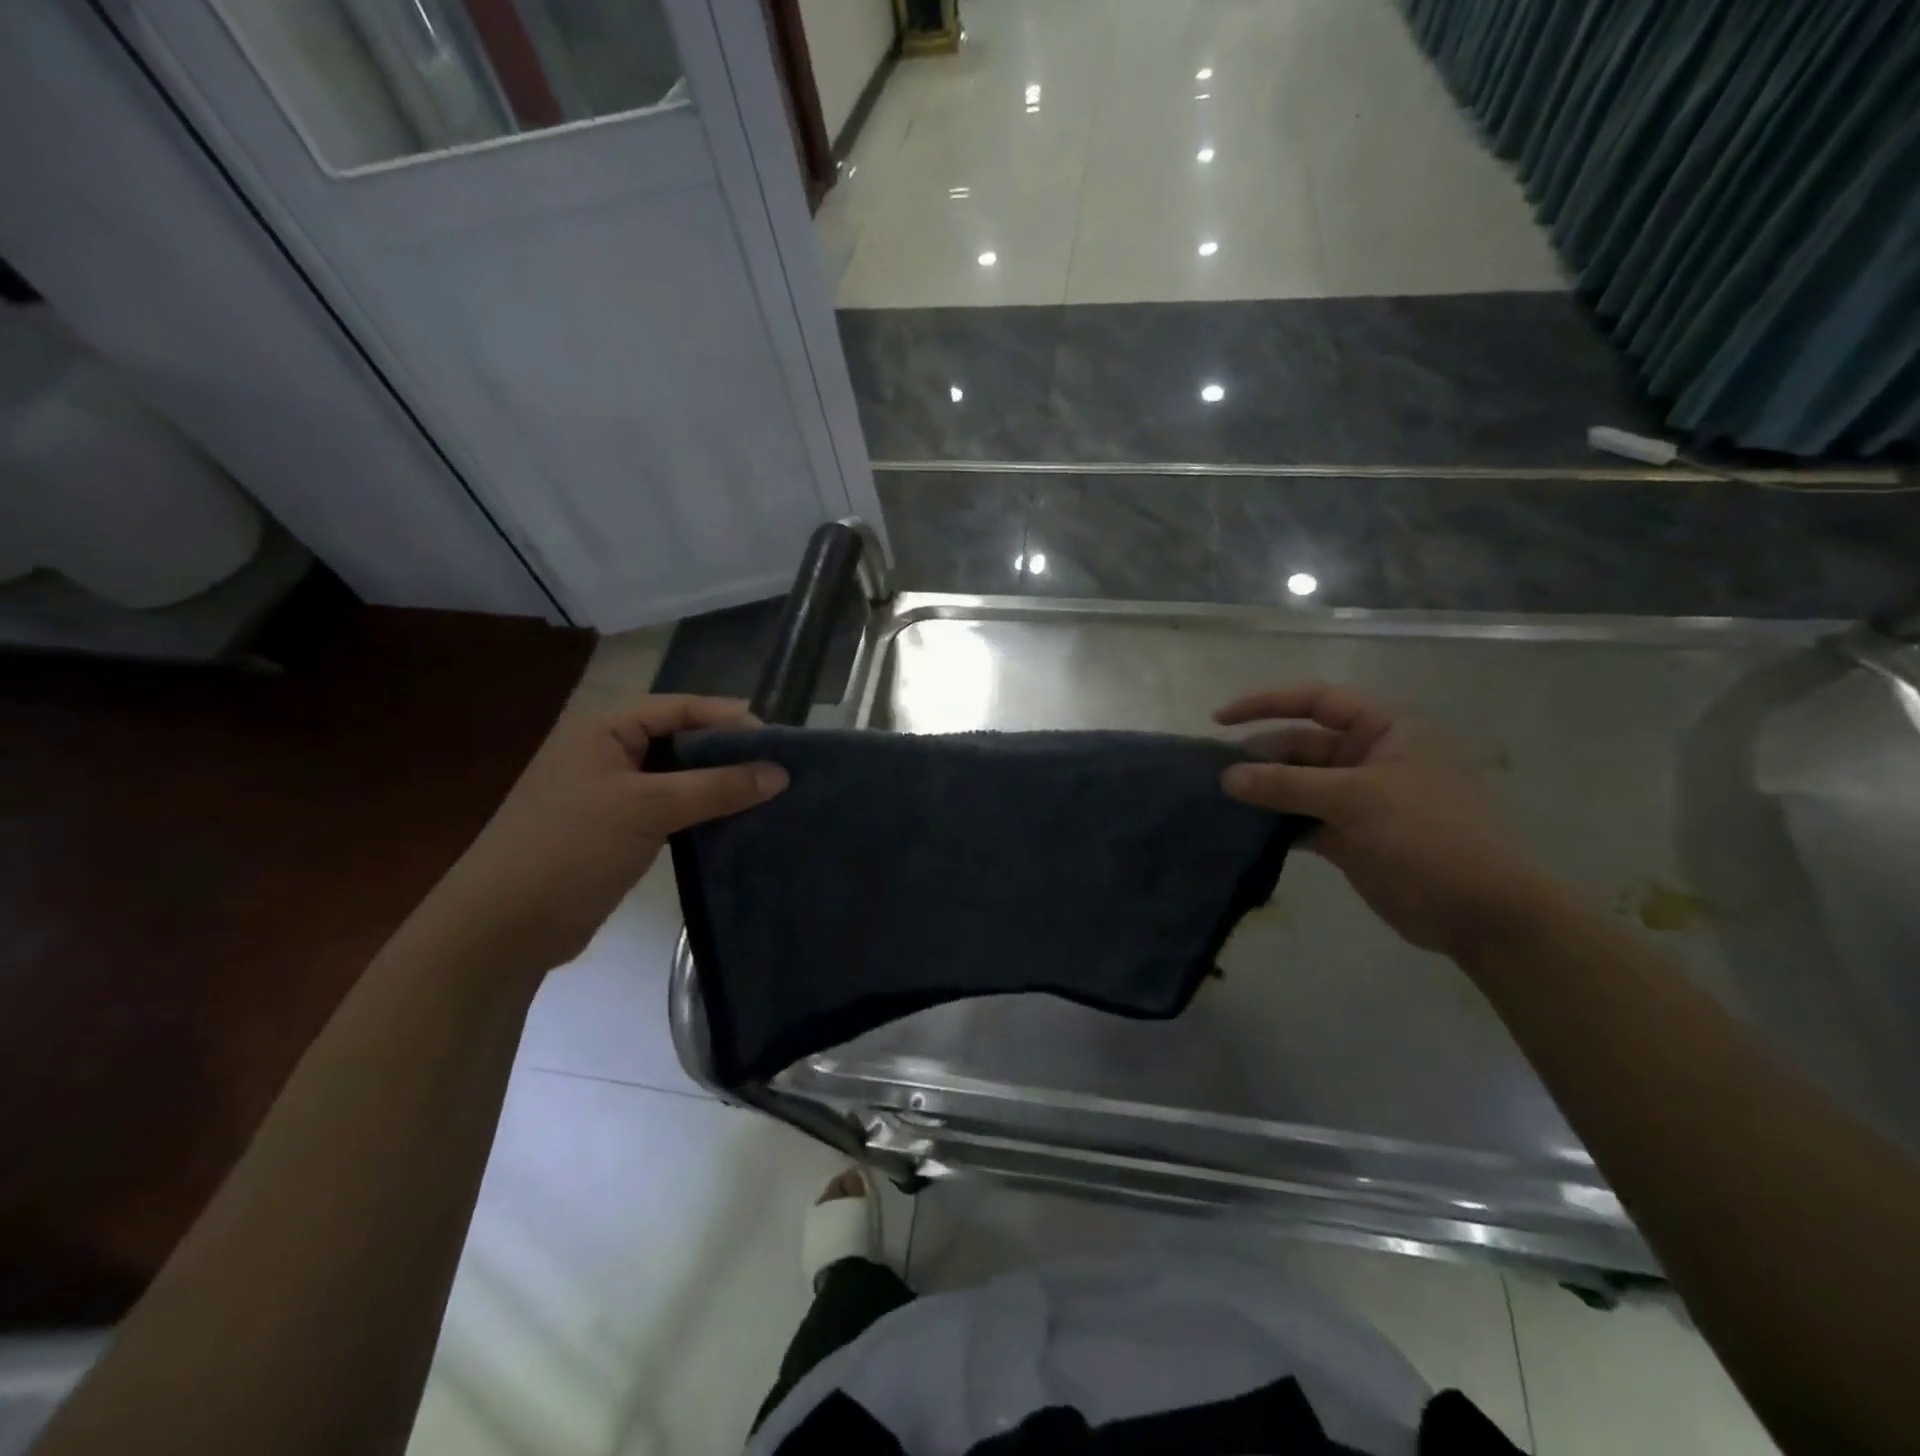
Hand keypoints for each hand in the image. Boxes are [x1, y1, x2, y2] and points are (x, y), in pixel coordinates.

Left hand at [436, 695, 786, 971]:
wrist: (503, 927)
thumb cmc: (570, 848)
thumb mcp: (648, 809)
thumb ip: (717, 787)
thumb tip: (781, 773)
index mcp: (606, 725)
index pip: (684, 707)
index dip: (734, 722)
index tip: (783, 745)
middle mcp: (610, 748)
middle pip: (685, 738)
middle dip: (732, 753)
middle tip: (782, 772)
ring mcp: (614, 788)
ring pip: (681, 774)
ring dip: (720, 784)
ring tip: (771, 796)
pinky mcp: (620, 825)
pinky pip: (672, 805)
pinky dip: (703, 811)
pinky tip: (737, 822)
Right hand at [1216, 683, 1552, 957]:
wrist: (1481, 913)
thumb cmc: (1429, 837)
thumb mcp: (1357, 800)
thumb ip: (1287, 785)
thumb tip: (1227, 777)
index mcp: (1385, 730)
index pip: (1317, 701)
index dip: (1266, 703)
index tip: (1219, 720)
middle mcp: (1369, 757)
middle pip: (1301, 745)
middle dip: (1259, 756)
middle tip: (1214, 775)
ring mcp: (1358, 798)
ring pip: (1298, 784)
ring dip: (1264, 792)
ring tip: (1220, 801)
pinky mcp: (1349, 835)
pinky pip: (1301, 819)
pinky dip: (1275, 824)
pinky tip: (1244, 831)